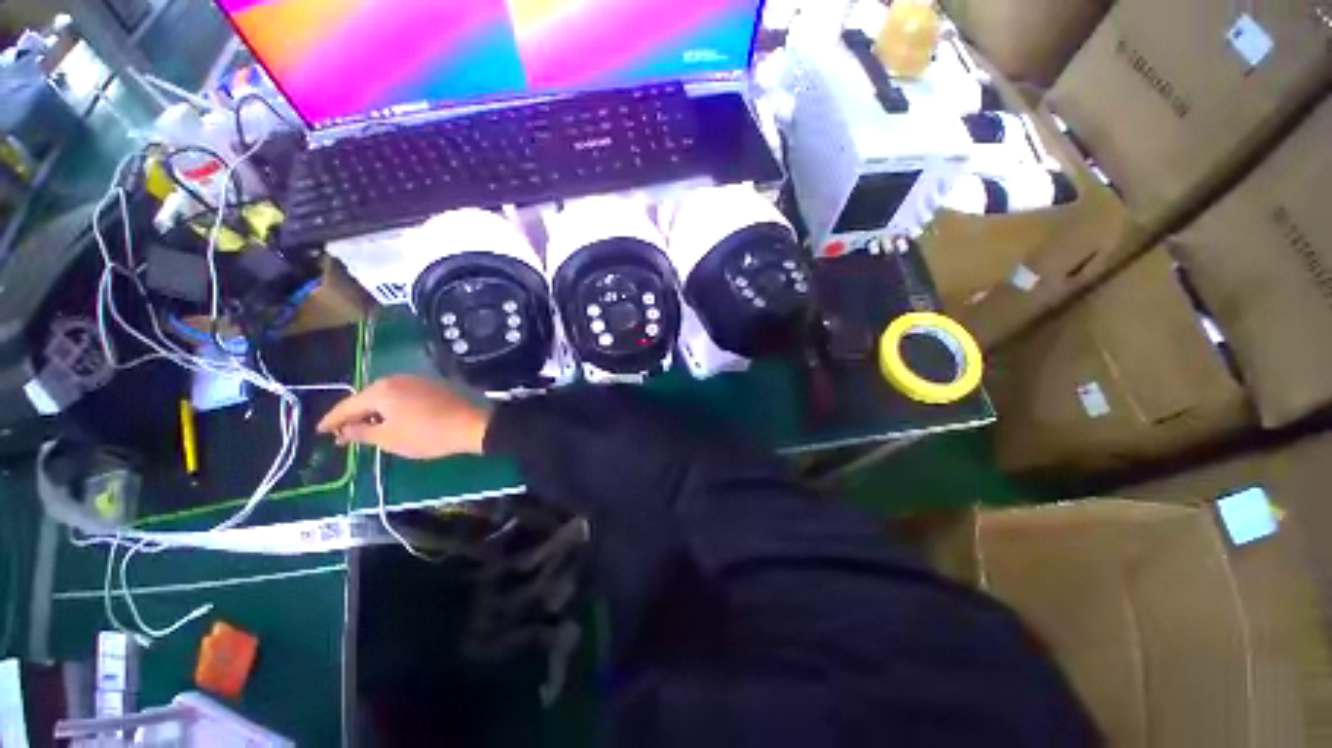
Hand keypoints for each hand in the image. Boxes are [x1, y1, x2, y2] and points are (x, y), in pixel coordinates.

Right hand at [316, 375, 491, 459]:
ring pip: (386, 395)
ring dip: (375, 411)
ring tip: (367, 429)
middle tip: (343, 434)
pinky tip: (394, 419)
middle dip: (354, 415)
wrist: (474, 423)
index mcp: (381, 390)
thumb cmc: (429, 434)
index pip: (347, 405)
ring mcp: (418, 379)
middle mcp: (398, 379)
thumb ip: (362, 433)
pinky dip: (393, 407)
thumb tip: (344, 430)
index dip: (331, 420)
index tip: (320, 432)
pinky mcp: (434, 384)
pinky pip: (404, 394)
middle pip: (367, 397)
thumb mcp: (390, 439)